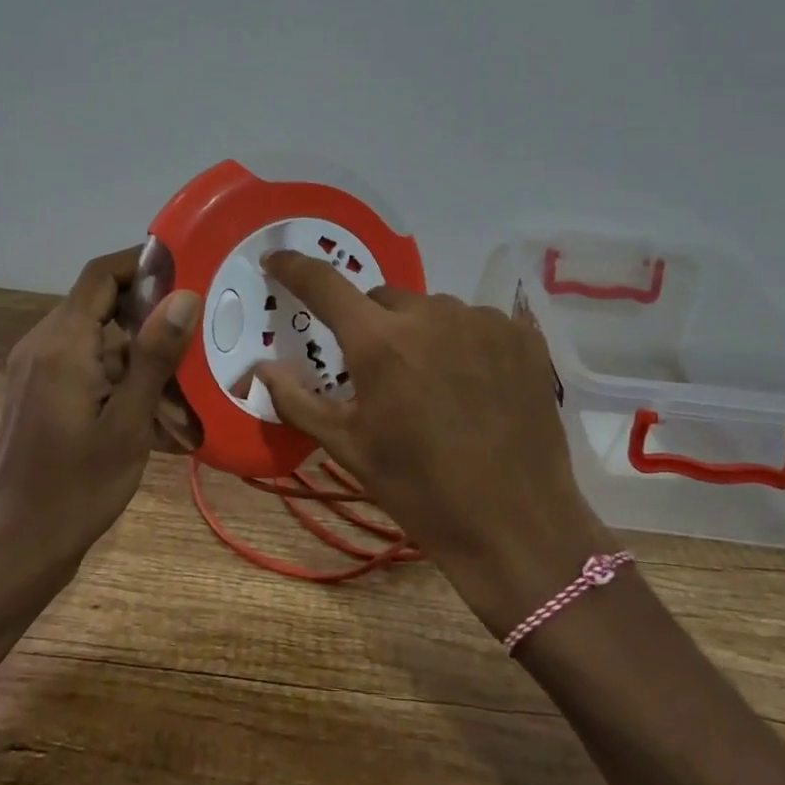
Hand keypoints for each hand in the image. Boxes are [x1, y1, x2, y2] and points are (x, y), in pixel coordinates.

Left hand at [0, 247, 200, 584]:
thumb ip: (154, 356)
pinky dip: (120, 380)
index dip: (142, 265)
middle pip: (101, 306)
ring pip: (97, 342)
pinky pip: (85, 367)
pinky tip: (154, 415)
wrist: (19, 547)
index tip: (187, 273)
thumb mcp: (129, 424)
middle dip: (149, 319)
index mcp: (61, 344)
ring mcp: (35, 370)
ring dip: (139, 359)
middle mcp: (41, 346)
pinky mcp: (37, 393)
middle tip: (196, 337)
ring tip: (184, 393)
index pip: (100, 275)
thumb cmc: (78, 488)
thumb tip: (183, 296)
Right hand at [254, 252, 621, 637]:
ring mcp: (483, 321)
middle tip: (378, 372)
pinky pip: (476, 323)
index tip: (276, 260)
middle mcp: (431, 314)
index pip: (324, 284)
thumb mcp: (349, 448)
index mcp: (380, 342)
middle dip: (371, 326)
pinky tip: (473, 384)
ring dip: (420, 334)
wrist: (516, 525)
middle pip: (383, 300)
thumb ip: (297, 400)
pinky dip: (464, 342)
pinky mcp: (522, 335)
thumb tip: (262, 367)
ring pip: (432, 310)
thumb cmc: (420, 489)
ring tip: (433, 383)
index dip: (294, 267)